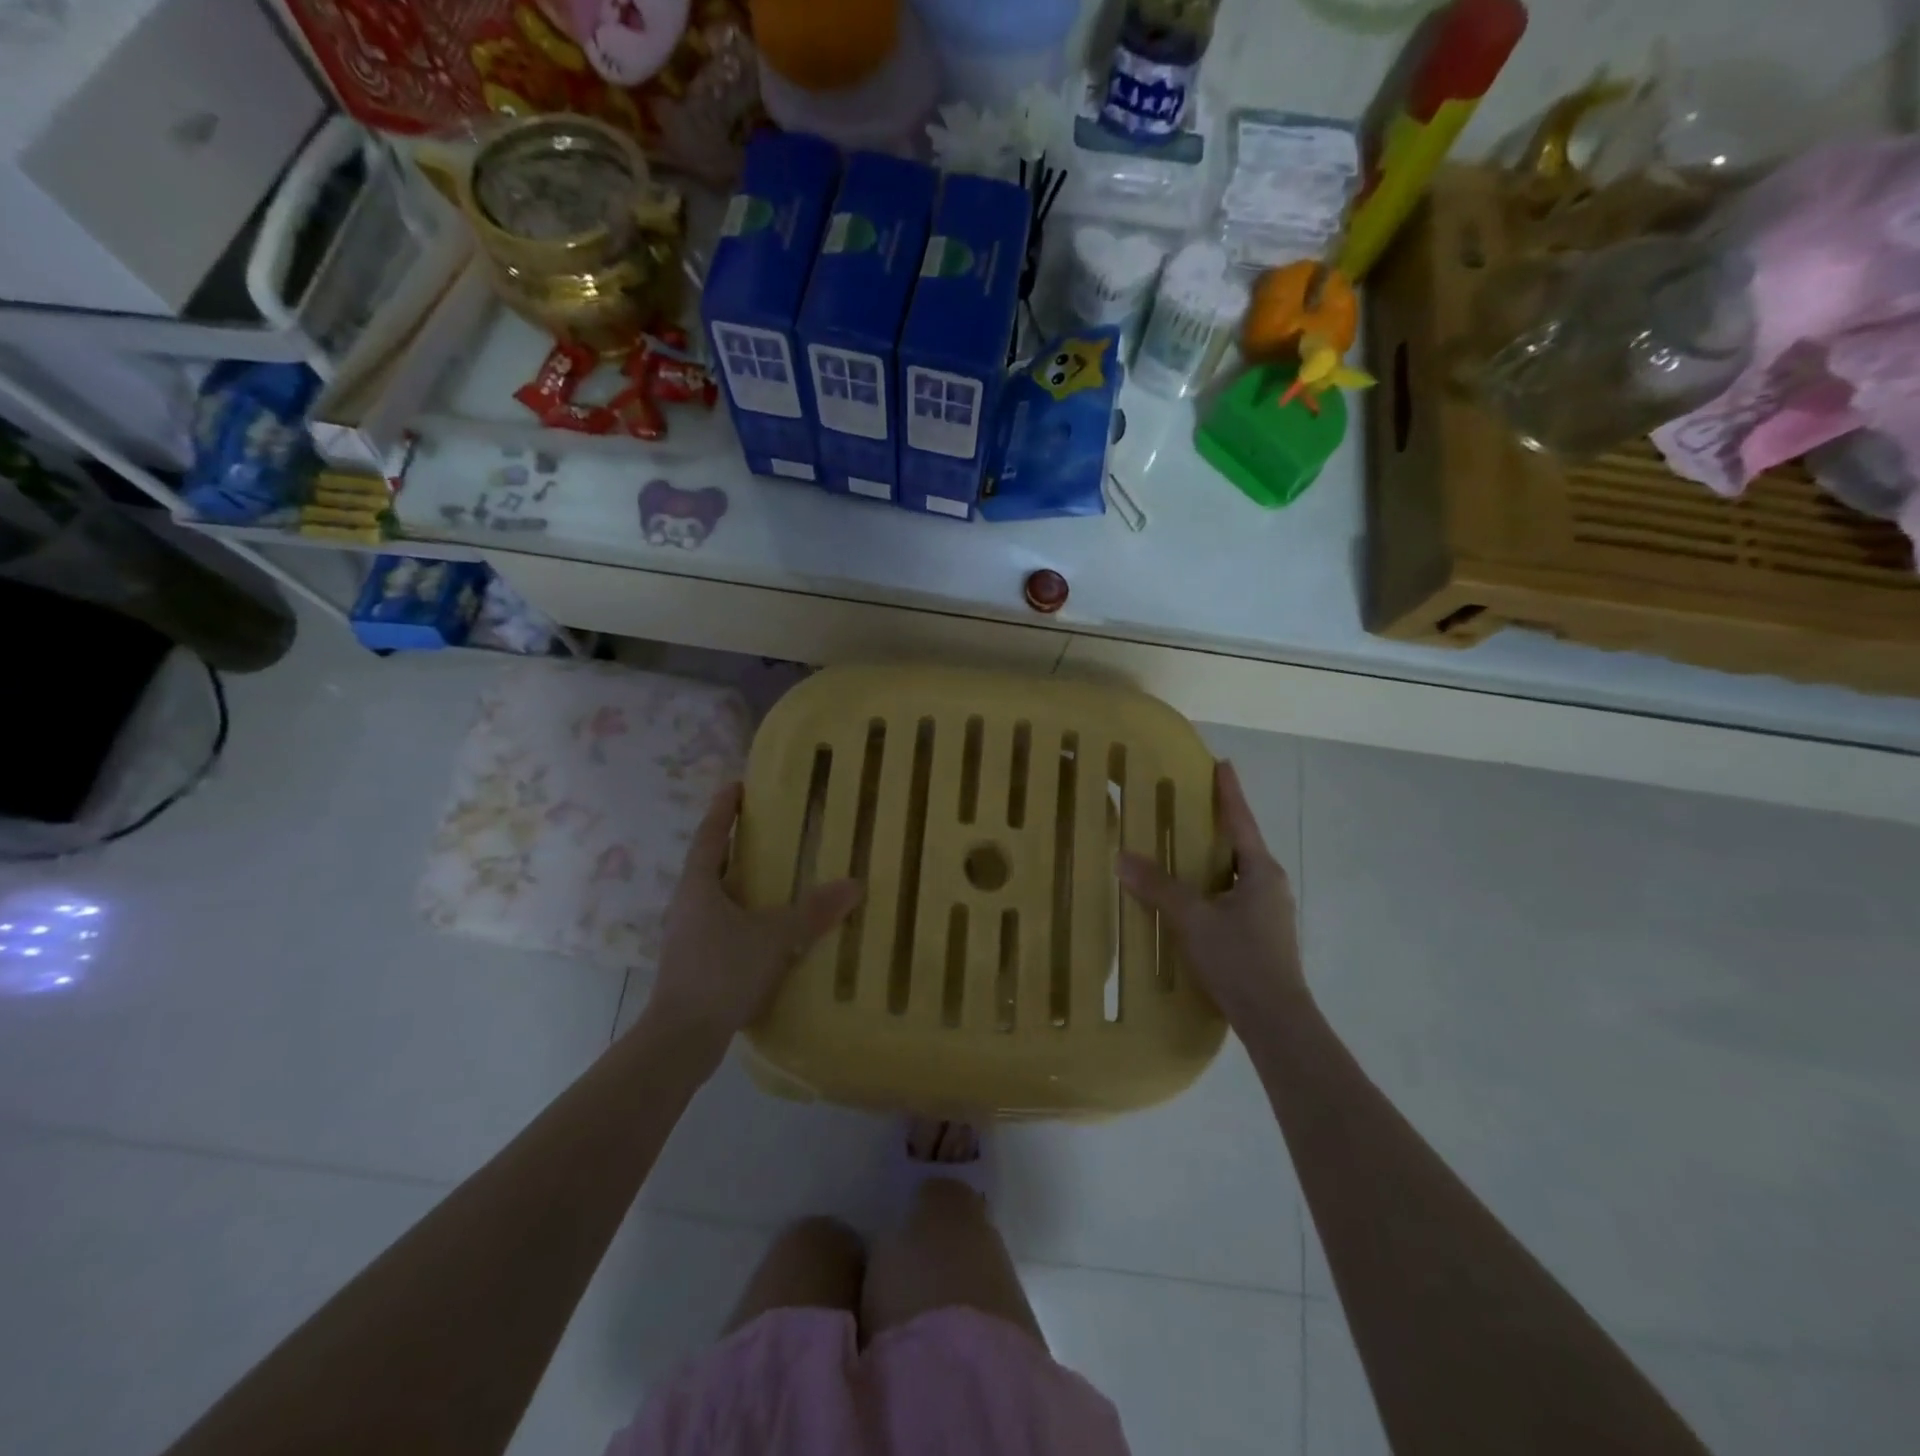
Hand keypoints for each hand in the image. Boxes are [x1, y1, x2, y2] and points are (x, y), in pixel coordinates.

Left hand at [643, 784, 862, 1056]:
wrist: (681, 1038)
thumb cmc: (721, 972)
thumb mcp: (774, 937)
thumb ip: (812, 911)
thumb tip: (854, 884)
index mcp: (698, 886)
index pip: (710, 835)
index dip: (723, 809)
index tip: (736, 785)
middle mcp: (687, 904)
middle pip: (710, 864)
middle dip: (733, 844)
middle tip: (765, 829)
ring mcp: (686, 936)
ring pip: (715, 897)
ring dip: (738, 883)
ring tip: (772, 877)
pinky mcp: (693, 963)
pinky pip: (720, 925)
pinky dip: (742, 916)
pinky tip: (766, 930)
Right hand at [1117, 761, 1305, 1034]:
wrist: (1276, 1020)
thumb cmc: (1240, 959)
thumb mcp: (1193, 919)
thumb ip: (1159, 887)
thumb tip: (1122, 857)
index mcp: (1261, 871)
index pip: (1241, 820)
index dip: (1229, 792)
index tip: (1222, 764)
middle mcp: (1270, 885)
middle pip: (1240, 845)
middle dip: (1217, 825)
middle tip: (1189, 806)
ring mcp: (1269, 912)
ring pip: (1236, 874)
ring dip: (1213, 860)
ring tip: (1183, 850)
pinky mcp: (1262, 935)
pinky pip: (1233, 897)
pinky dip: (1211, 887)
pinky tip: (1191, 899)